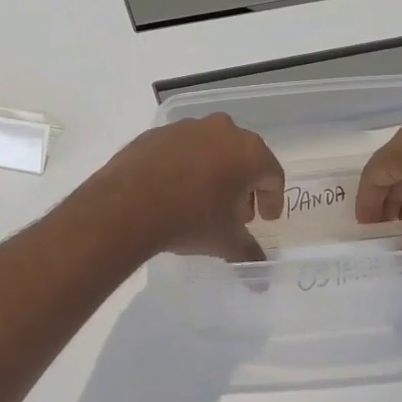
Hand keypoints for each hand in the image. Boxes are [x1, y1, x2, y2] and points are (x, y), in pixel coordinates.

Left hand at [80, 115, 284, 261]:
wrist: (128, 204)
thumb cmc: (190, 219)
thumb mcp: (225, 241)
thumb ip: (248, 252)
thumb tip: (260, 273)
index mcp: (249, 152)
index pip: (272, 175)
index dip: (272, 199)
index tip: (266, 218)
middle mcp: (222, 130)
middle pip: (243, 158)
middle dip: (243, 185)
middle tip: (237, 212)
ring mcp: (188, 127)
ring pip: (212, 149)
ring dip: (215, 172)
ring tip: (204, 200)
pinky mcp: (158, 132)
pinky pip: (182, 149)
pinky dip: (186, 166)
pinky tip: (175, 189)